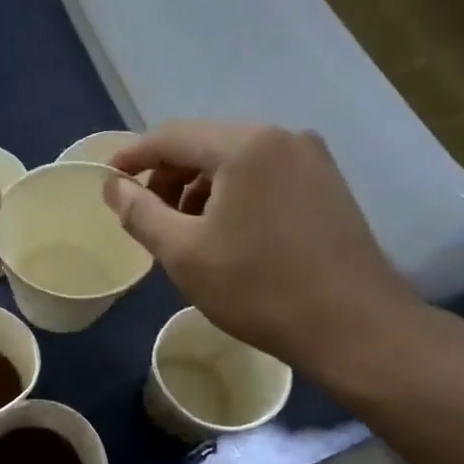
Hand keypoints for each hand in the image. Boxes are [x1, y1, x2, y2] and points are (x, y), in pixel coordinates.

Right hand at [105, 122, 423, 374]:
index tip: (108, 181)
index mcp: (245, 146)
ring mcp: (310, 159)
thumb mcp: (183, 253)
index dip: (132, 156)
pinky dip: (232, 194)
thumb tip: (113, 186)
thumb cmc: (259, 289)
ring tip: (186, 232)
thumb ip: (140, 212)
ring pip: (234, 159)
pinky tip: (227, 232)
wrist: (355, 328)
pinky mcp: (326, 183)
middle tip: (148, 217)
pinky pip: (263, 174)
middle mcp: (281, 137)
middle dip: (168, 176)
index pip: (171, 136)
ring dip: (199, 187)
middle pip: (204, 143)